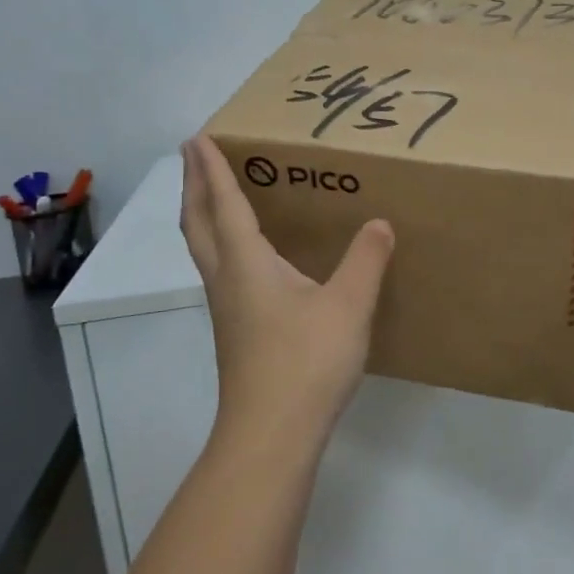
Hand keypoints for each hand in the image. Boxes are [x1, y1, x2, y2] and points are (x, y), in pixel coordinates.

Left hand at [179, 135, 395, 454]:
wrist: (271, 436)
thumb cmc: (305, 362)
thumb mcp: (348, 306)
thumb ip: (366, 260)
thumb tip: (380, 223)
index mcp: (246, 262)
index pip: (224, 203)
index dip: (211, 168)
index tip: (197, 138)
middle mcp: (227, 278)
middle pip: (197, 222)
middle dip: (193, 185)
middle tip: (194, 155)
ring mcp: (227, 307)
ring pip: (203, 248)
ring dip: (201, 213)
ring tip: (214, 194)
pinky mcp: (236, 329)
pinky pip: (219, 268)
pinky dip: (220, 241)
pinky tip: (247, 253)